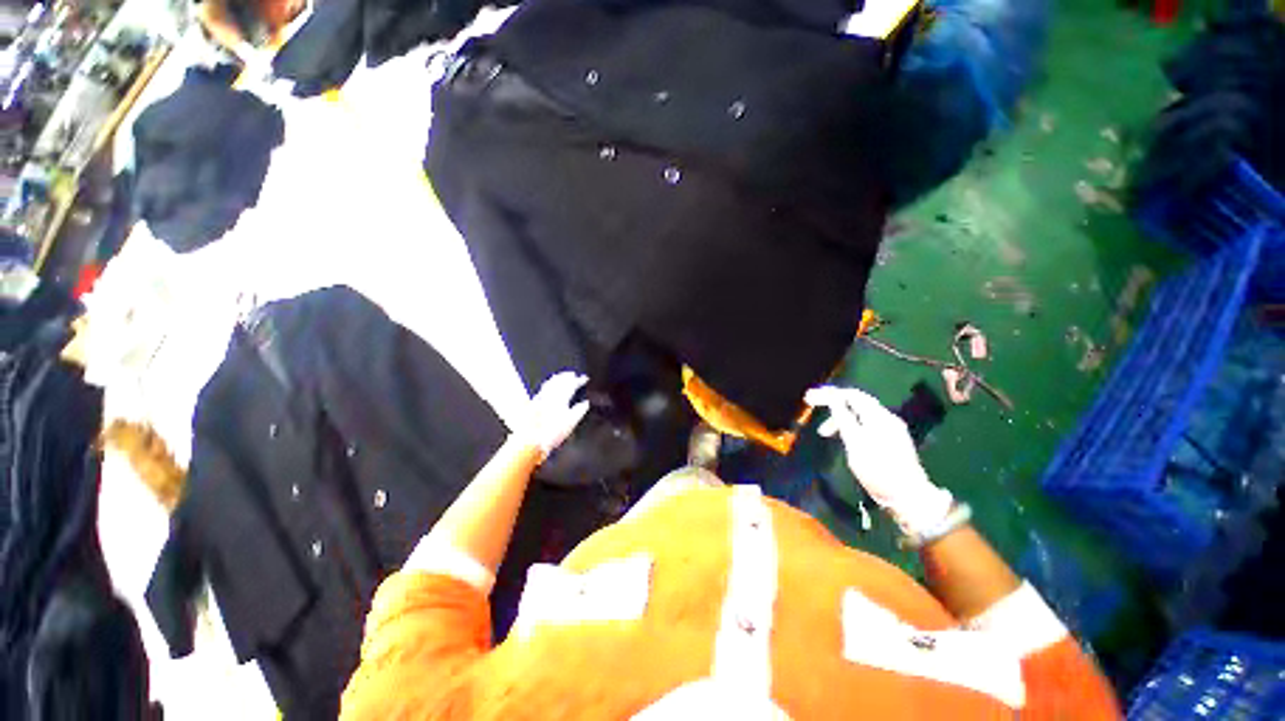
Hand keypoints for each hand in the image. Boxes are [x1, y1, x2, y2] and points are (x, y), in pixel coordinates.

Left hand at [516, 372, 591, 458]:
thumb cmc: (552, 433)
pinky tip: (549, 386)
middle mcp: (550, 395)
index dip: (578, 380)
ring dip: (557, 378)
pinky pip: (543, 388)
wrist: (531, 440)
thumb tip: (585, 403)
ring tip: (561, 376)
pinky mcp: (534, 403)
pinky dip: (549, 384)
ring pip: (550, 383)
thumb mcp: (571, 423)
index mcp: (561, 398)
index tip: (584, 378)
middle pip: (559, 381)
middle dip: (567, 376)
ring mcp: (541, 398)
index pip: (571, 385)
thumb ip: (579, 411)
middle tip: (573, 374)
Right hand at [805, 385, 952, 536]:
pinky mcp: (892, 440)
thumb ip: (844, 419)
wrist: (908, 496)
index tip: (809, 398)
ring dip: (840, 416)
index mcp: (878, 417)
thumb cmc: (878, 470)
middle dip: (833, 401)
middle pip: (856, 401)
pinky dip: (850, 424)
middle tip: (812, 405)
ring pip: (860, 413)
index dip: (829, 394)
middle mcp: (886, 418)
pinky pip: (866, 423)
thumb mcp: (855, 444)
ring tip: (824, 431)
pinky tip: (842, 435)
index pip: (851, 395)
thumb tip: (834, 400)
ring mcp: (891, 429)